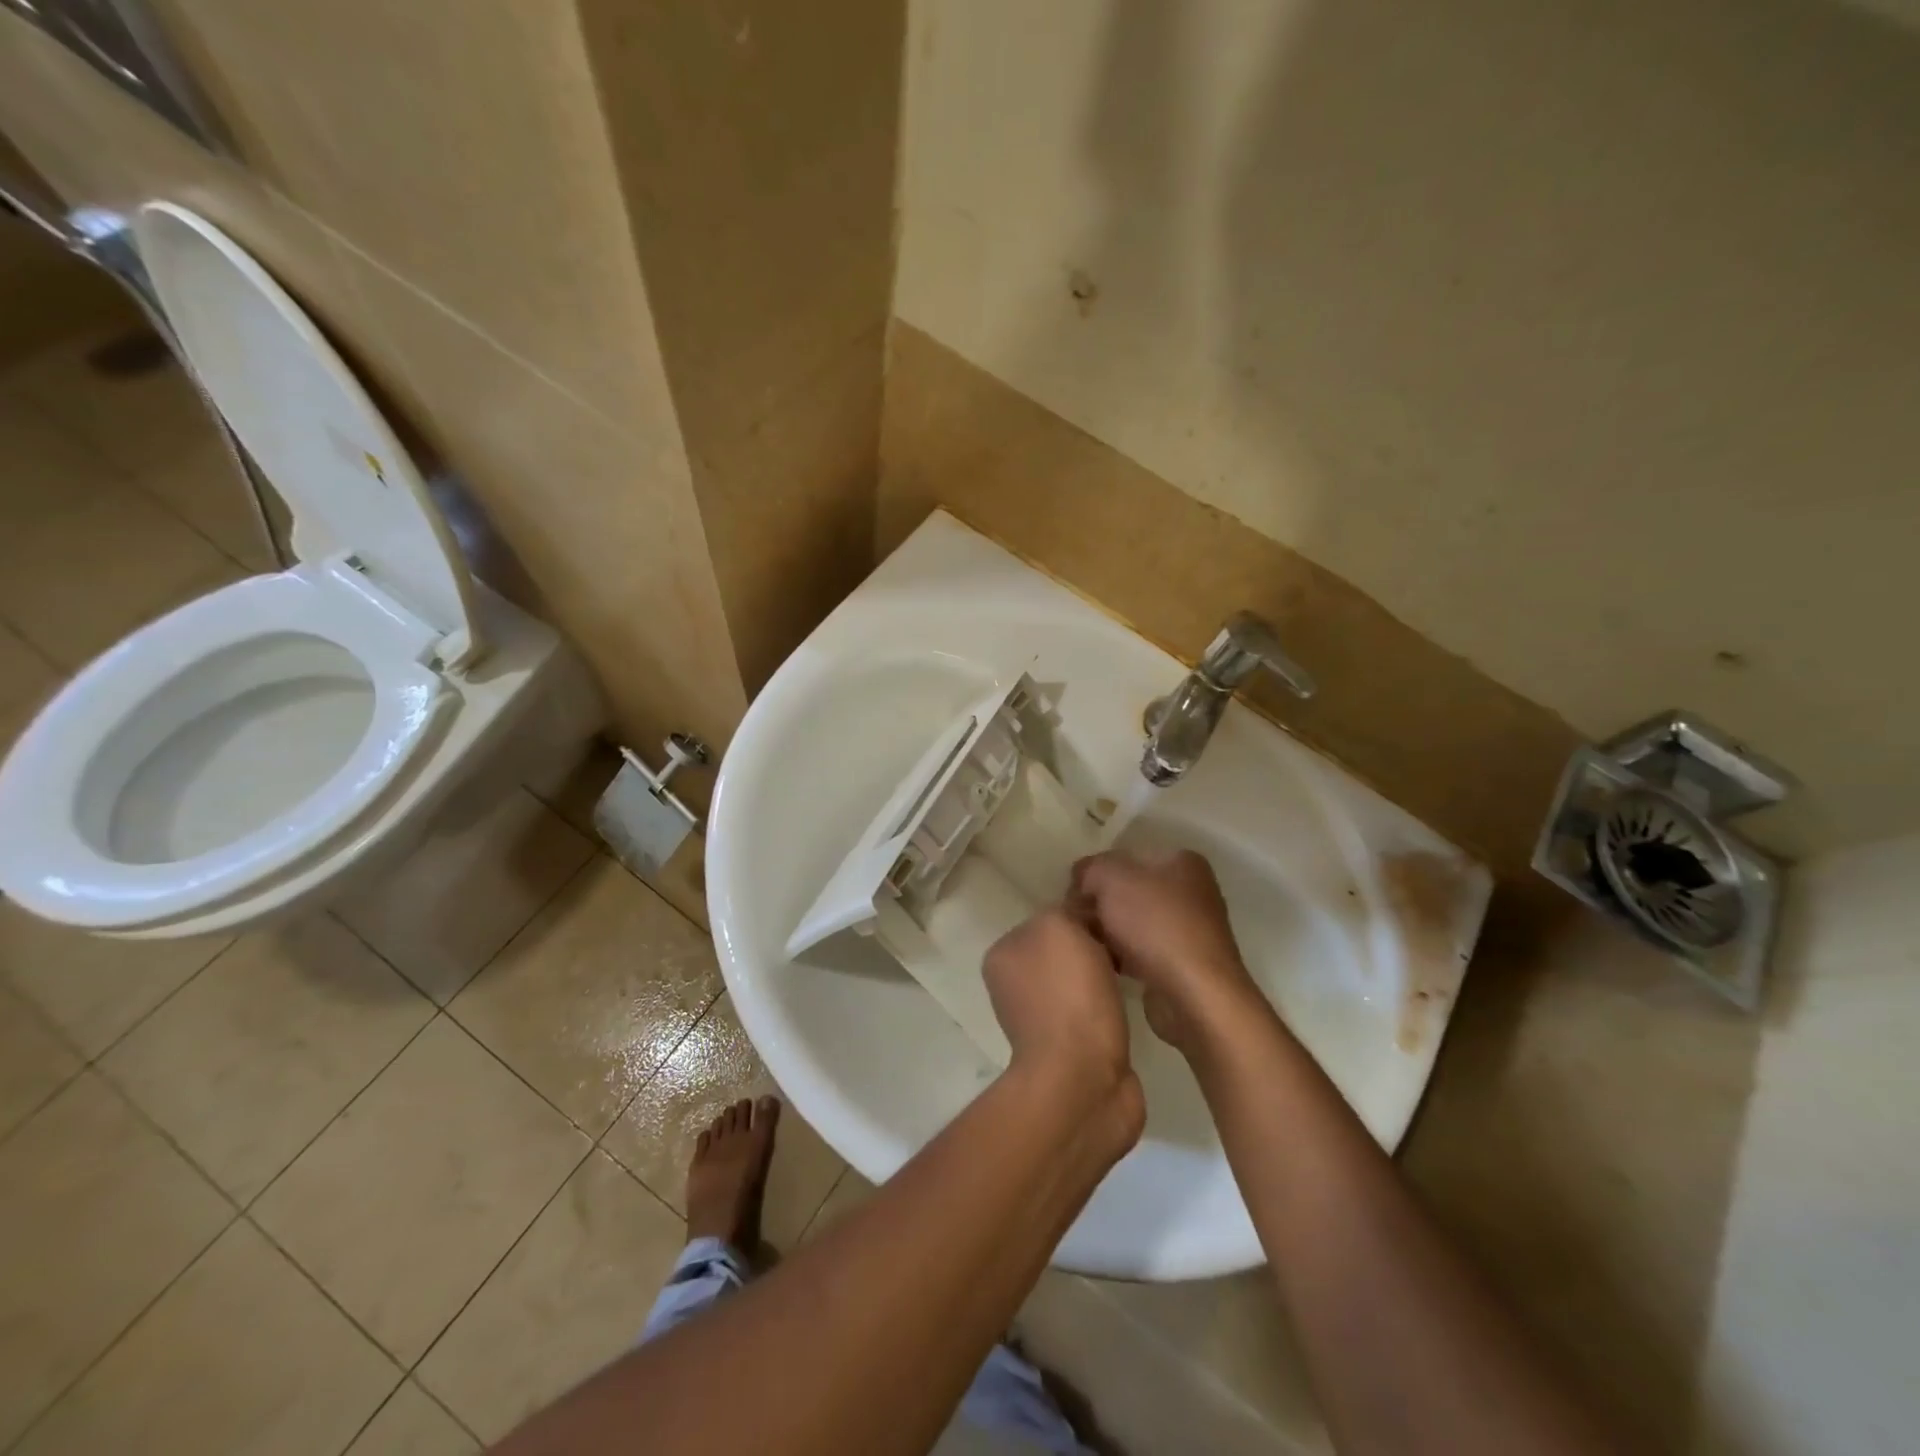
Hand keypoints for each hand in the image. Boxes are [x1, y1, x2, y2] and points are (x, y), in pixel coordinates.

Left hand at [983, 908, 1142, 1138]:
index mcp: (1002, 955)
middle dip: (1092, 947)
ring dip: (1102, 979)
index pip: (1047, 918)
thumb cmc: (1068, 995)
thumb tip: (1082, 918)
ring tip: (1130, 974)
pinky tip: (1128, 1004)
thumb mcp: (1060, 927)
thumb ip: (1066, 911)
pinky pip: (1092, 1010)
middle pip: (1063, 949)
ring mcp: (1040, 1019)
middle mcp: (1013, 985)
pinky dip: (1108, 1007)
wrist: (1083, 1080)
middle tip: (1123, 947)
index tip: (1109, 920)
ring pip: (1078, 980)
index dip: (1080, 915)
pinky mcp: (1070, 1048)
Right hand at [1069, 850, 1262, 1053]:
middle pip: (1128, 890)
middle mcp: (1190, 891)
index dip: (1095, 872)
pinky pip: (1141, 951)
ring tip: (1086, 944)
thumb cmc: (1155, 925)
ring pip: (1132, 922)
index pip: (1125, 856)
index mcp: (1182, 861)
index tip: (1072, 894)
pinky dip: (1121, 956)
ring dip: (1107, 932)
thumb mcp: (1111, 879)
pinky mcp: (1182, 964)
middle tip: (1075, 920)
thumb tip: (1082, 878)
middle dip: (1099, 904)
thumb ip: (1090, 869)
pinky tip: (1104, 964)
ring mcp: (1189, 929)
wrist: (1195, 995)